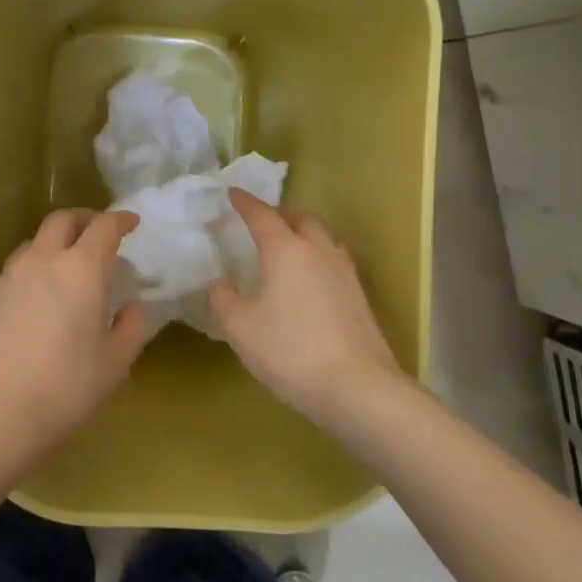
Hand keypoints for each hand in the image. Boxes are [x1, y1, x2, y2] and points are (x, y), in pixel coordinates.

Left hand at [0, 208, 148, 470]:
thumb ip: (130, 329)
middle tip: (98, 232)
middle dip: (84, 219)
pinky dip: (32, 273)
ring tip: (66, 266)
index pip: (103, 227)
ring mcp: (8, 278)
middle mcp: (42, 261)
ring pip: (34, 243)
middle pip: (62, 220)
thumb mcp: (114, 365)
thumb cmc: (64, 388)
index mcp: (81, 269)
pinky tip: (36, 302)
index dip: (120, 220)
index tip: (131, 223)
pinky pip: (14, 272)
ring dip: (54, 244)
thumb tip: (130, 309)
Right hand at [207, 188, 400, 426]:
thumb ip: (223, 300)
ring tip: (289, 246)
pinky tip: (312, 280)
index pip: (262, 216)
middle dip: (280, 214)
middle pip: (301, 219)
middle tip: (263, 220)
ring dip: (304, 233)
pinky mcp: (360, 299)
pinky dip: (318, 258)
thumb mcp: (240, 327)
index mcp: (286, 250)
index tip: (233, 193)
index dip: (246, 203)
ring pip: (324, 239)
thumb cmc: (291, 350)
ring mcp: (345, 274)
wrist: (358, 388)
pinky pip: (335, 262)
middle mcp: (318, 252)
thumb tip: (221, 284)